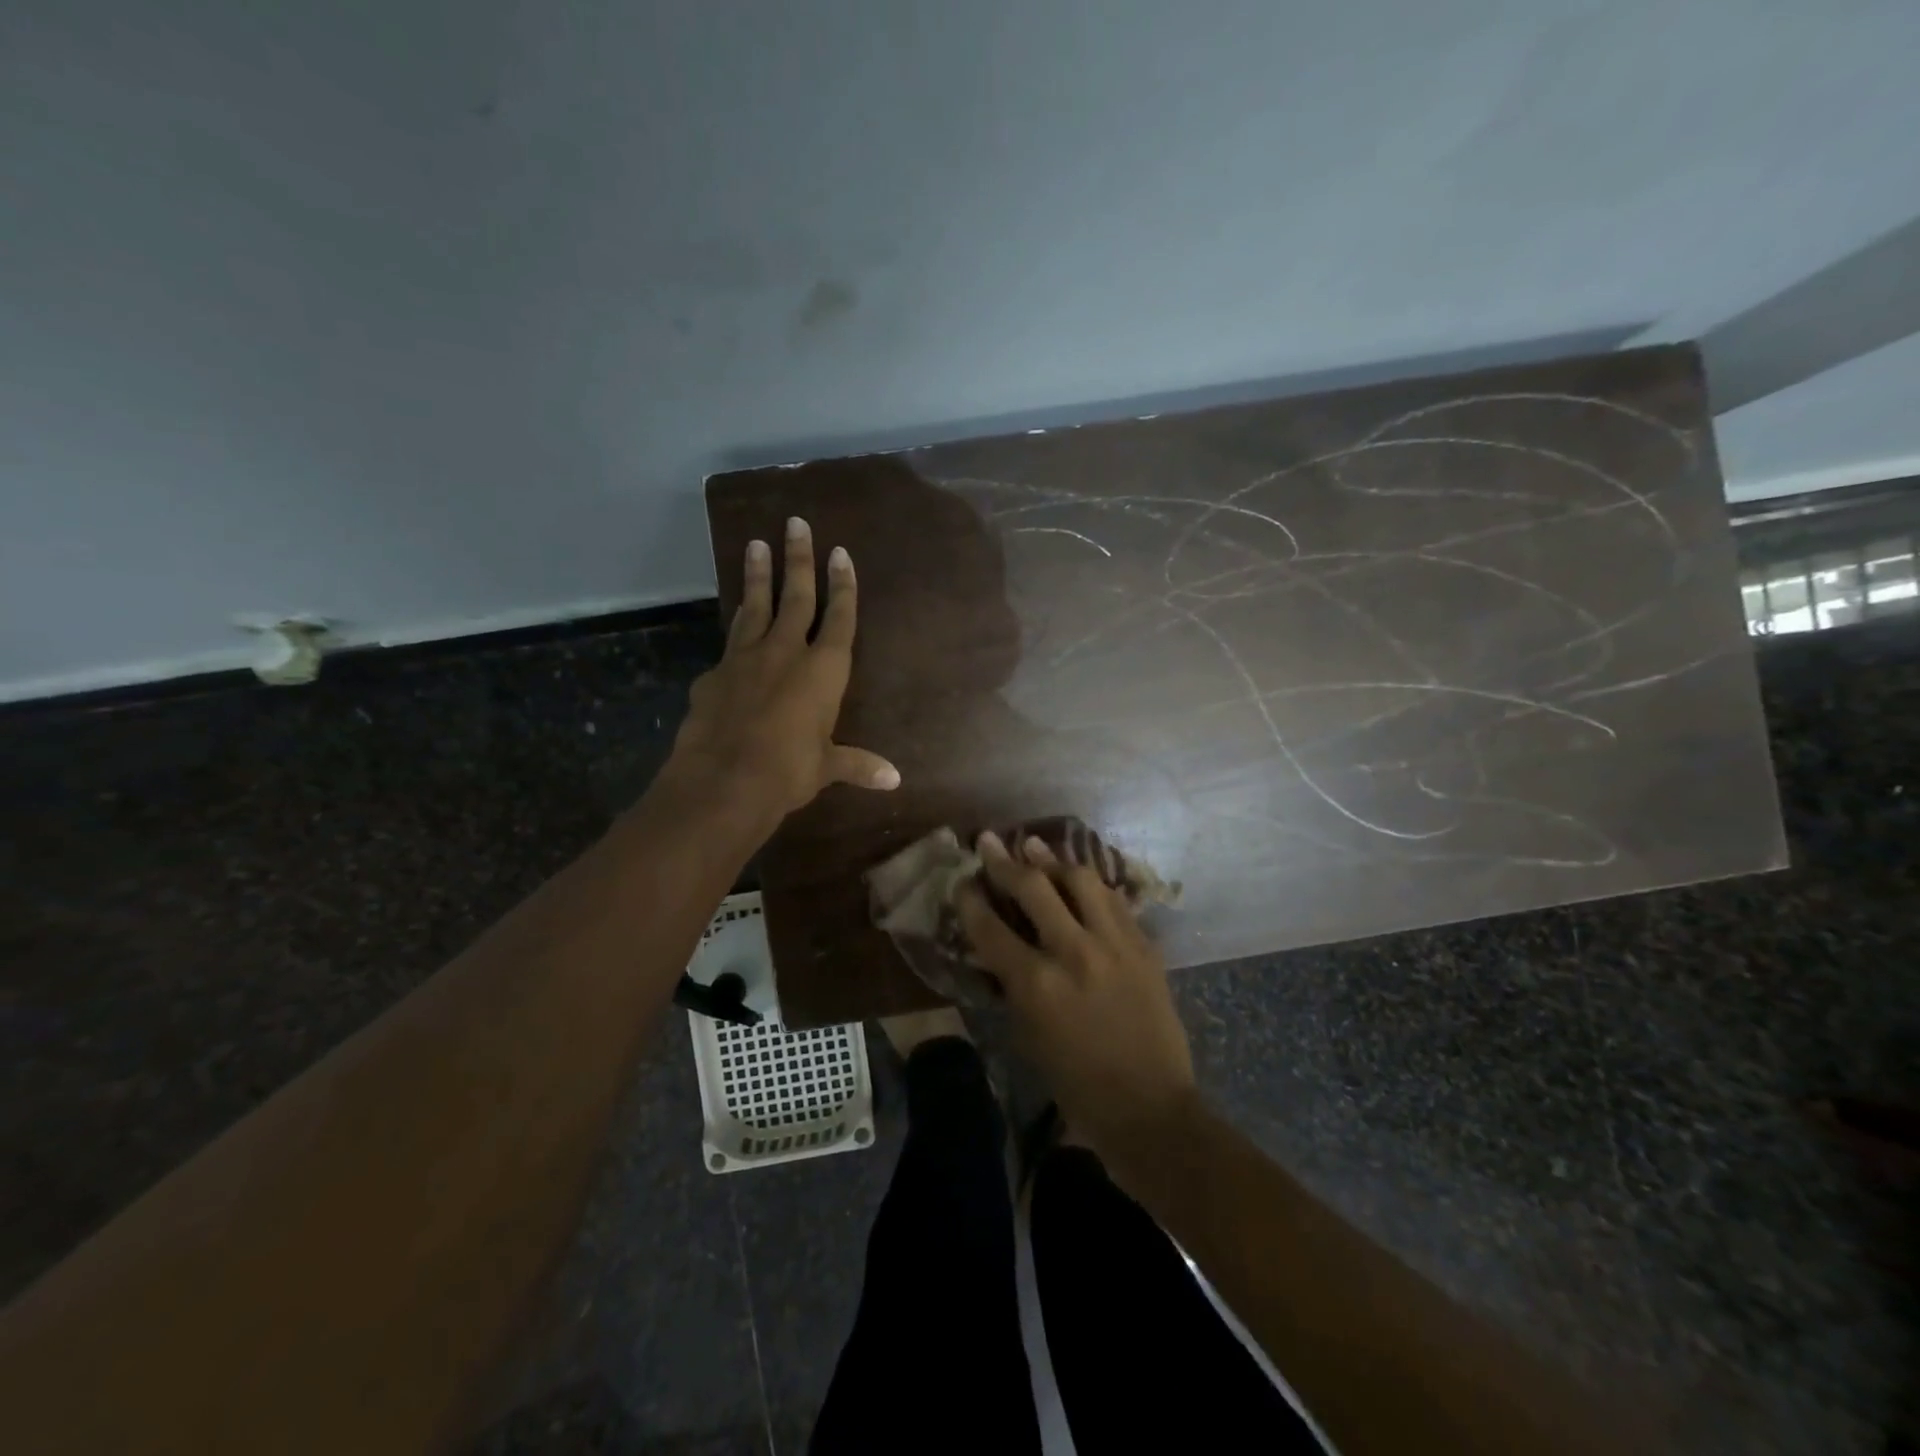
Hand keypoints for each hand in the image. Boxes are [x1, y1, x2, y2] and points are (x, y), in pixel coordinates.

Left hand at [668, 517, 899, 820]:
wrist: (723, 780)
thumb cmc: (788, 771)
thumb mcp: (826, 767)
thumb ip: (857, 765)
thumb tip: (893, 780)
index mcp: (823, 671)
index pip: (839, 618)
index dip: (842, 586)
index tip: (839, 552)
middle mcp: (786, 653)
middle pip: (795, 596)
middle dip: (798, 559)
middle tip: (795, 523)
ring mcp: (745, 658)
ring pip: (755, 606)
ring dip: (758, 575)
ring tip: (756, 544)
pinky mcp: (714, 674)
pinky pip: (730, 642)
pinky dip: (737, 627)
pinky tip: (736, 620)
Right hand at [957, 831, 1197, 1165]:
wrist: (1150, 1108)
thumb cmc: (1077, 1083)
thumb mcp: (1028, 1035)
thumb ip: (1012, 983)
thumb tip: (999, 944)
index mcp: (1036, 984)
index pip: (990, 926)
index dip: (970, 898)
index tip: (962, 880)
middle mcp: (1074, 952)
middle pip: (1034, 886)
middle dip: (1005, 861)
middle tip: (990, 842)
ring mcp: (1115, 944)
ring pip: (1081, 879)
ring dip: (1053, 860)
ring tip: (1035, 847)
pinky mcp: (1144, 946)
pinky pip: (1114, 900)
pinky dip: (1091, 886)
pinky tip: (1079, 880)